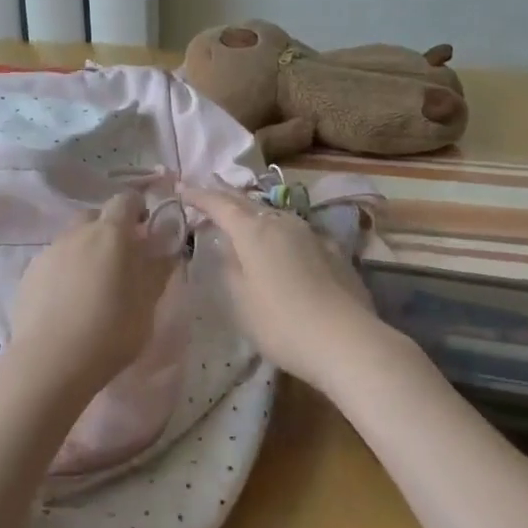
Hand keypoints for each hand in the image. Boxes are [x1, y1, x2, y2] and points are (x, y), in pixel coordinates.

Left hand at [0, 191, 178, 415]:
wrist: (50, 362)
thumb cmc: (111, 331)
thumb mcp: (147, 303)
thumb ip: (158, 268)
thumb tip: (168, 245)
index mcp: (111, 234)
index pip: (125, 200)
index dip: (137, 210)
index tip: (145, 231)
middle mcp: (77, 233)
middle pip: (95, 217)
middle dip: (110, 230)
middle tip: (121, 262)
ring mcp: (49, 252)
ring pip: (72, 240)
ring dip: (86, 252)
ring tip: (93, 287)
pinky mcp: (29, 274)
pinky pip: (53, 261)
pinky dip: (64, 271)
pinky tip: (68, 302)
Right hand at [181, 184, 395, 394]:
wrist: (345, 340)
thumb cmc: (281, 323)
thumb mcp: (240, 300)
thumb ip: (229, 268)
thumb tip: (227, 247)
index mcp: (253, 232)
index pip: (220, 205)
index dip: (199, 195)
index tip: (182, 188)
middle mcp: (282, 223)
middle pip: (248, 203)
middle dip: (225, 195)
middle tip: (208, 188)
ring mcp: (312, 234)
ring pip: (275, 214)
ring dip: (254, 211)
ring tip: (242, 213)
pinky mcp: (333, 251)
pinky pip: (297, 232)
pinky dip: (280, 230)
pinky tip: (282, 241)